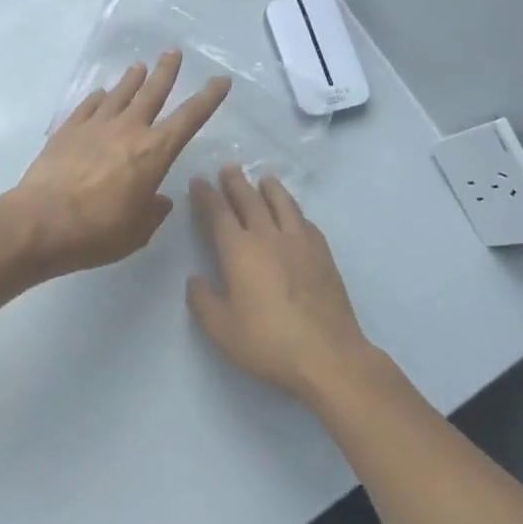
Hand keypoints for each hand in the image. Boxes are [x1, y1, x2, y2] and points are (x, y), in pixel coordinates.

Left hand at [5, 50, 231, 275]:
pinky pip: (89, 106)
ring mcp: (95, 126)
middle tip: (174, 52)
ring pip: (120, 93)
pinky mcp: (68, 130)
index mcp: (154, 152)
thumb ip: (153, 212)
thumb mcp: (137, 232)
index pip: (190, 118)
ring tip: (139, 66)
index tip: (221, 80)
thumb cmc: (97, 232)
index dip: (208, 98)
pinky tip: (101, 94)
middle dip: (167, 71)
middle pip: (152, 92)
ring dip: (132, 79)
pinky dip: (99, 97)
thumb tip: (159, 200)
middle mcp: (128, 130)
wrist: (40, 222)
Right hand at [187, 165, 375, 402]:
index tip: (198, 181)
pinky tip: (295, 214)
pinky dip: (295, 211)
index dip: (206, 195)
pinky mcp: (323, 255)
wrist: (327, 355)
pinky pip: (306, 222)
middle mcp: (269, 237)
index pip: (218, 213)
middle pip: (250, 200)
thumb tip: (195, 279)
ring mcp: (300, 243)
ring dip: (270, 189)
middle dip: (236, 183)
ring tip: (264, 178)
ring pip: (283, 204)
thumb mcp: (221, 329)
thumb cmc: (267, 342)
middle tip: (228, 168)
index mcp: (239, 251)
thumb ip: (203, 301)